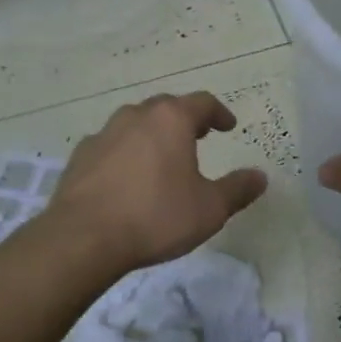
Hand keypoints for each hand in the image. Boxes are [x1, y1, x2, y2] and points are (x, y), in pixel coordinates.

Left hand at [51, 92, 267, 272]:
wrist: (83, 238)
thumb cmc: (156, 216)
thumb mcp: (210, 209)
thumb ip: (237, 189)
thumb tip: (260, 176)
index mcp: (171, 120)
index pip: (202, 103)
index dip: (219, 113)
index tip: (228, 126)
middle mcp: (136, 116)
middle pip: (166, 107)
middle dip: (185, 119)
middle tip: (199, 136)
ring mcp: (103, 134)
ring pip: (135, 124)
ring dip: (152, 134)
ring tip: (163, 157)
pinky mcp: (80, 157)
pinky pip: (111, 146)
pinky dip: (125, 154)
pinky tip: (128, 178)